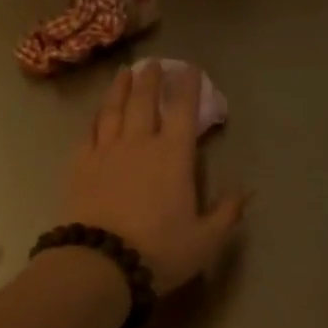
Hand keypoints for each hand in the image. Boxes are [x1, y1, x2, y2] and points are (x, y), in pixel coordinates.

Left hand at [64, 62, 247, 296]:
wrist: (100, 264)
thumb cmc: (159, 250)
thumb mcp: (205, 239)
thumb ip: (226, 213)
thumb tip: (246, 191)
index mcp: (173, 155)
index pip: (183, 110)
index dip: (187, 85)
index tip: (189, 67)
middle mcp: (140, 143)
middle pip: (144, 101)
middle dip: (150, 79)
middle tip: (153, 63)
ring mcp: (106, 151)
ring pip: (114, 110)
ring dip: (120, 88)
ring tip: (124, 72)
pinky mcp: (80, 165)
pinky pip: (89, 132)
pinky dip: (95, 117)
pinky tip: (96, 112)